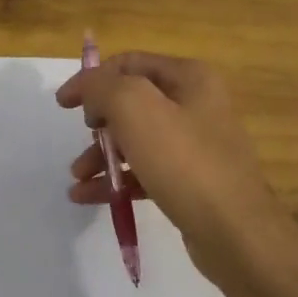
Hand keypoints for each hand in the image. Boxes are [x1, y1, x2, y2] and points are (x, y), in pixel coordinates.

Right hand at [56, 52, 297, 296]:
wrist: (234, 233)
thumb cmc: (184, 162)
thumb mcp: (135, 109)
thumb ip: (103, 87)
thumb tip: (89, 90)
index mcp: (189, 78)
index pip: (129, 63)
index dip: (92, 79)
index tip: (63, 105)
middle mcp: (196, 105)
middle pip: (132, 103)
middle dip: (98, 123)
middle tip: (82, 142)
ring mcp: (196, 145)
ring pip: (136, 140)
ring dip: (102, 155)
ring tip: (77, 177)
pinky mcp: (191, 181)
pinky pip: (145, 171)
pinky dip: (117, 179)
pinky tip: (88, 196)